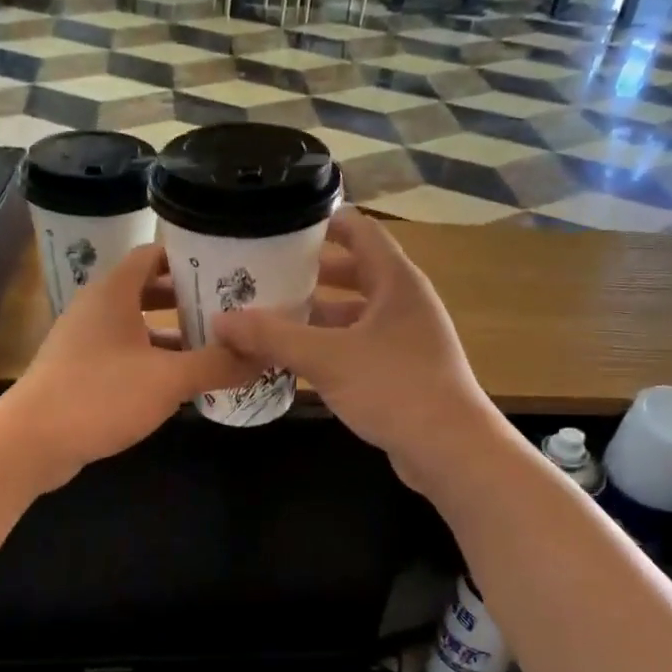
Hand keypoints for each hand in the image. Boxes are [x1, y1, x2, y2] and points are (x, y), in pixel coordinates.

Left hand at [6, 244, 248, 486]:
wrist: (31, 441)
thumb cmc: (100, 394)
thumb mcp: (168, 379)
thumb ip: (217, 364)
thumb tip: (263, 355)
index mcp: (113, 292)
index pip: (153, 255)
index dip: (188, 257)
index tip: (226, 267)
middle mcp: (97, 308)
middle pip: (148, 290)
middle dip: (188, 298)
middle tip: (230, 308)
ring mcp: (85, 341)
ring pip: (138, 326)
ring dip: (173, 333)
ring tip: (215, 344)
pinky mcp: (81, 372)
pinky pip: (126, 354)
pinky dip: (154, 360)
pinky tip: (181, 381)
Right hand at [212, 208, 499, 489]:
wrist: (450, 450)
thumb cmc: (395, 388)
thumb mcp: (327, 358)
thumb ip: (273, 336)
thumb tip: (220, 321)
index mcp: (396, 281)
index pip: (360, 230)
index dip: (323, 222)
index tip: (280, 225)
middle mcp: (403, 302)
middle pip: (353, 272)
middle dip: (309, 273)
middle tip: (263, 273)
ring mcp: (404, 338)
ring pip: (353, 314)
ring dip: (315, 314)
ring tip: (268, 315)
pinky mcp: (400, 371)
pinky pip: (356, 345)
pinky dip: (327, 345)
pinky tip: (293, 359)